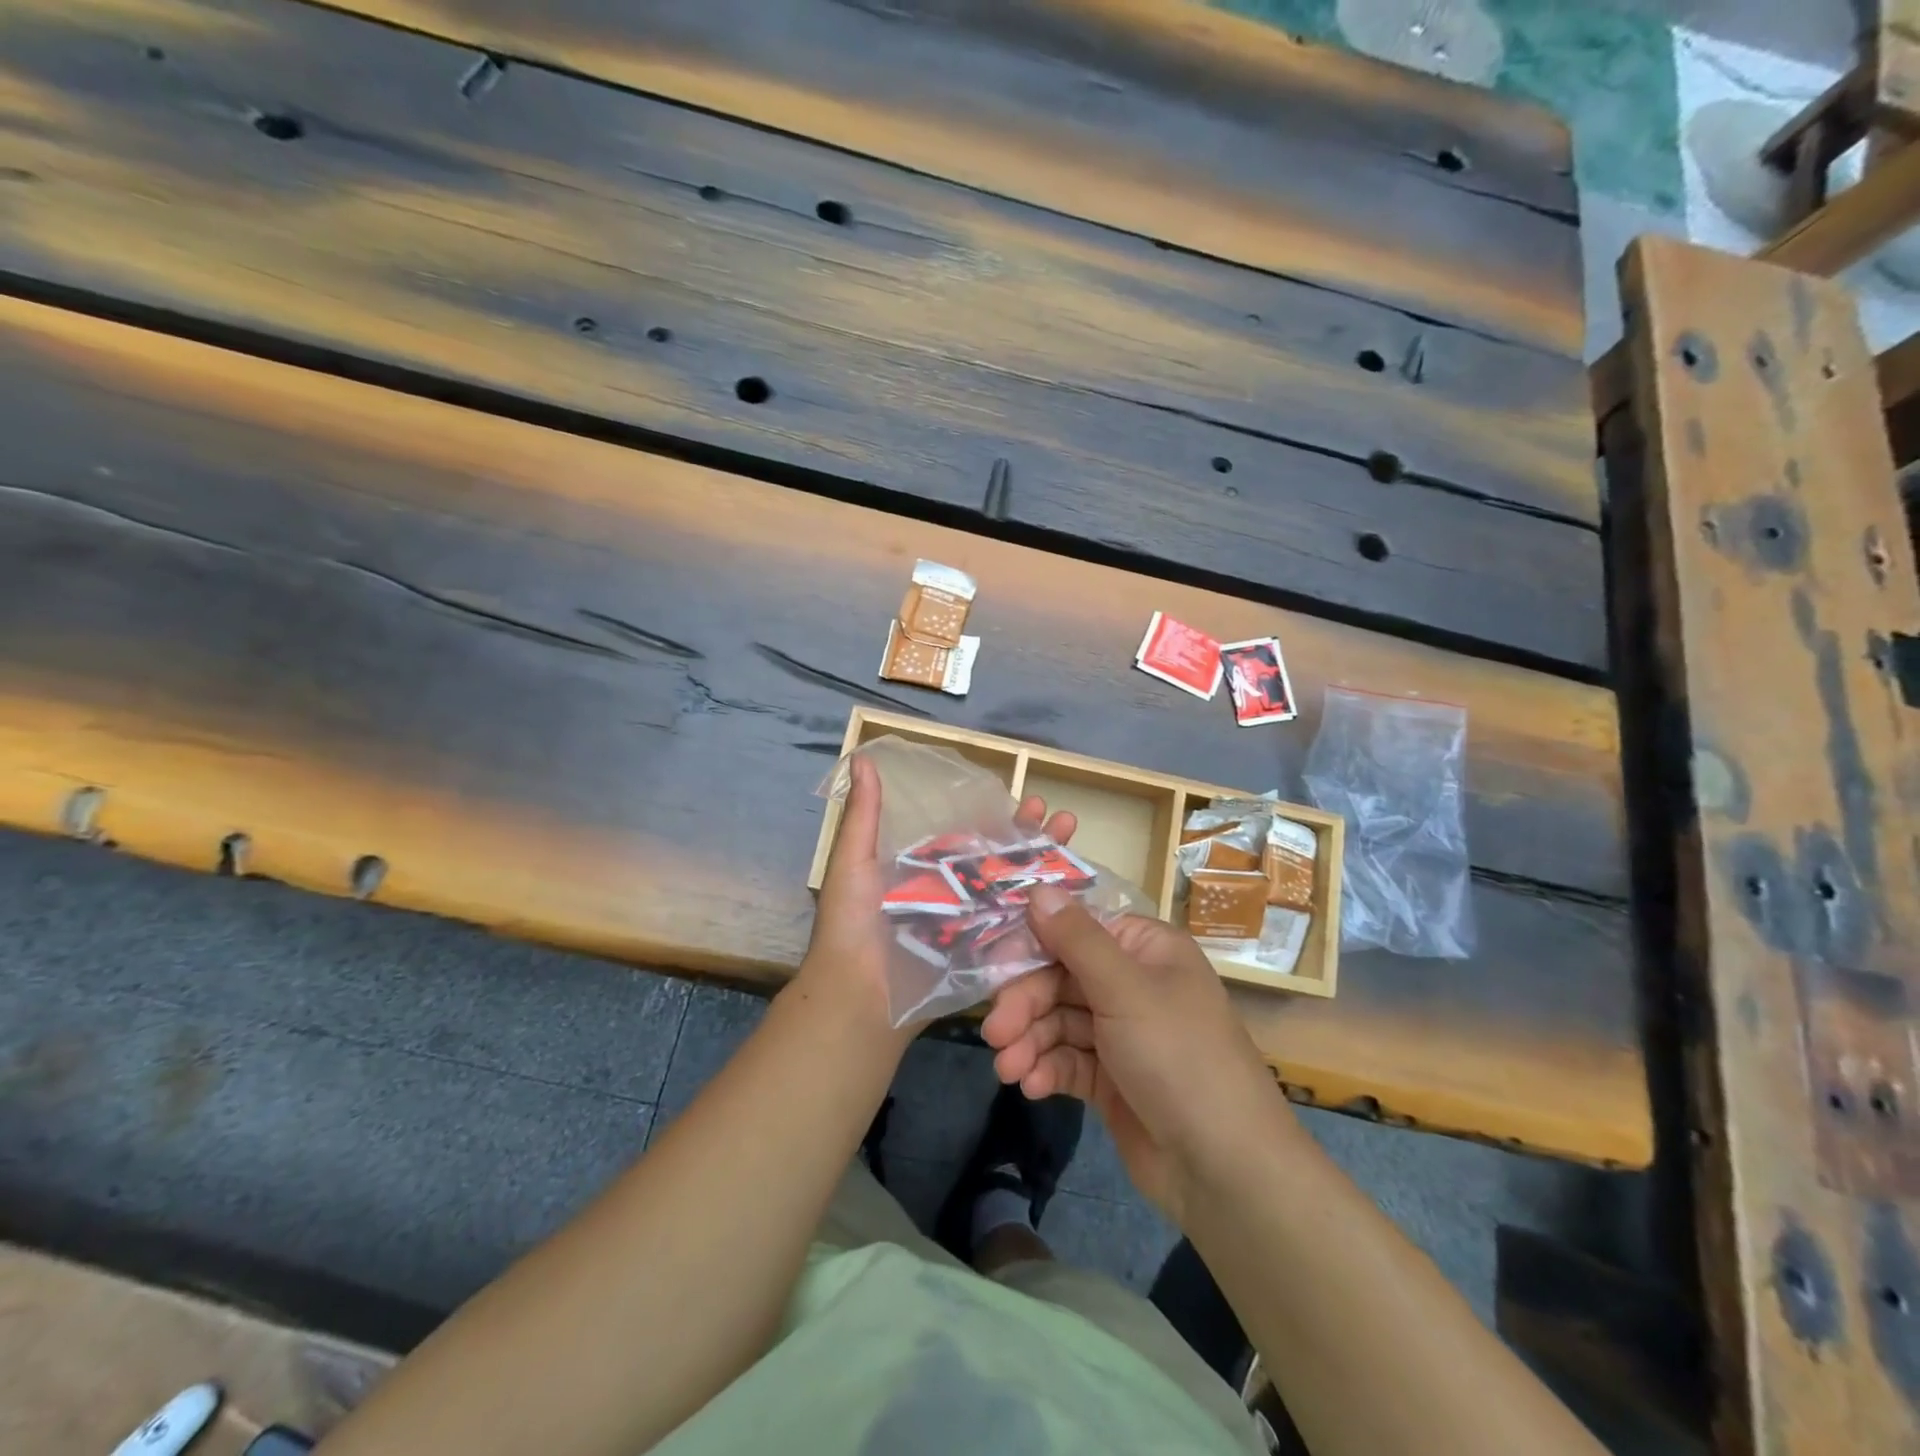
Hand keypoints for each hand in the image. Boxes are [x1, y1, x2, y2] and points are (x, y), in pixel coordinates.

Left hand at [796, 755, 1077, 1037]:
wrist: (855, 998)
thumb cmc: (851, 926)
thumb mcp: (852, 863)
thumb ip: (864, 815)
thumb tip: (861, 757)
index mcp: (927, 872)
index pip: (974, 838)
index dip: (1004, 819)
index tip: (1032, 799)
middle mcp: (955, 897)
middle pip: (1004, 864)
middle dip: (1036, 840)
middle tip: (1066, 819)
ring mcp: (973, 930)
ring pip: (1017, 895)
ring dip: (1048, 871)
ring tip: (1076, 845)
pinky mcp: (983, 961)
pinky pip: (1018, 937)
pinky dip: (1045, 919)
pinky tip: (1075, 897)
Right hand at [982, 891, 1291, 1220]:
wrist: (1225, 1168)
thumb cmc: (1178, 1057)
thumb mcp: (1125, 989)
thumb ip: (1075, 939)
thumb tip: (1037, 888)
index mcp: (1145, 950)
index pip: (1077, 930)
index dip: (1033, 945)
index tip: (993, 965)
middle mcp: (1133, 983)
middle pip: (1061, 978)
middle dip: (1026, 1004)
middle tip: (995, 1032)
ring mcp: (1122, 1033)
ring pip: (1059, 1021)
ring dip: (1029, 1041)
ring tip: (1007, 1068)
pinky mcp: (1112, 1078)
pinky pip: (1068, 1060)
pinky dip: (1047, 1069)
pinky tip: (1032, 1086)